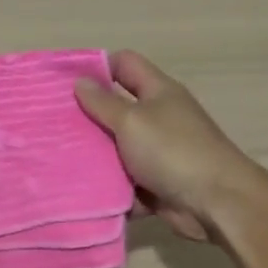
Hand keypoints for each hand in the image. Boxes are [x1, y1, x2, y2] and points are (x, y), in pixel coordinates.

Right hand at [74, 50, 267, 241]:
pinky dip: (108, 187)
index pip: (124, 64)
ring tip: (56, 158)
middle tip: (51, 123)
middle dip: (87, 116)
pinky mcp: (155, 184)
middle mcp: (158, 118)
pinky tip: (77, 189)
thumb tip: (80, 82)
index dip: (96, 67)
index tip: (63, 82)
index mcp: (158, 92)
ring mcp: (157, 153)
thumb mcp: (132, 121)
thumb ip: (103, 103)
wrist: (215, 202)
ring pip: (116, 149)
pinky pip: (124, 182)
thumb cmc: (173, 151)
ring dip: (94, 156)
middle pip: (116, 108)